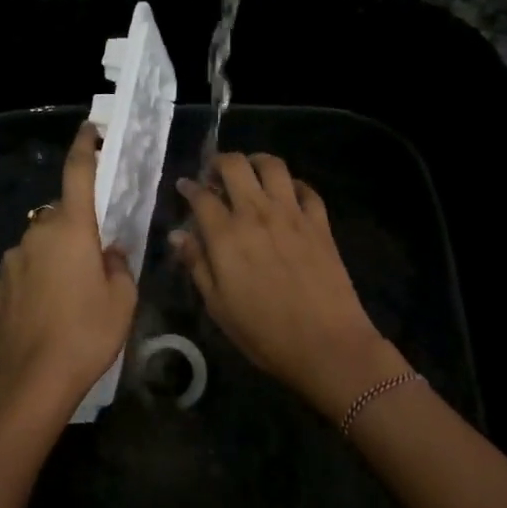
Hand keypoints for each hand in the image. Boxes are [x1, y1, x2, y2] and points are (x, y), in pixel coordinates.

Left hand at [0, 121, 137, 434]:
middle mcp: (37, 234)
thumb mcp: (123, 299)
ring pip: (42, 243)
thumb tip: (109, 252)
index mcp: (71, 229)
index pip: (77, 174)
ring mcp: (13, 259)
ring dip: (58, 254)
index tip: (89, 130)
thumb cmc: (87, 333)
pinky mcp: (0, 285)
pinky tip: (49, 308)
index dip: (84, 148)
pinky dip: (39, 276)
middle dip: (79, 227)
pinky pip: (26, 267)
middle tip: (97, 258)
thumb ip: (119, 264)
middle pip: (62, 215)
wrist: (33, 380)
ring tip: (72, 293)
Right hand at [171, 152, 396, 418]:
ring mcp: (292, 214)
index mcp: (226, 235)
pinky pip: (306, 189)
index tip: (185, 187)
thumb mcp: (218, 306)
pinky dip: (293, 185)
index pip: (201, 196)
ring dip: (256, 162)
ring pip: (273, 166)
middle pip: (235, 166)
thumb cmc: (264, 333)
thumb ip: (197, 264)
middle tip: (215, 176)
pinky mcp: (320, 223)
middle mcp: (257, 214)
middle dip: (219, 162)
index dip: (189, 187)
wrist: (327, 345)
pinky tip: (287, 196)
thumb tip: (178, 235)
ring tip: (250, 174)